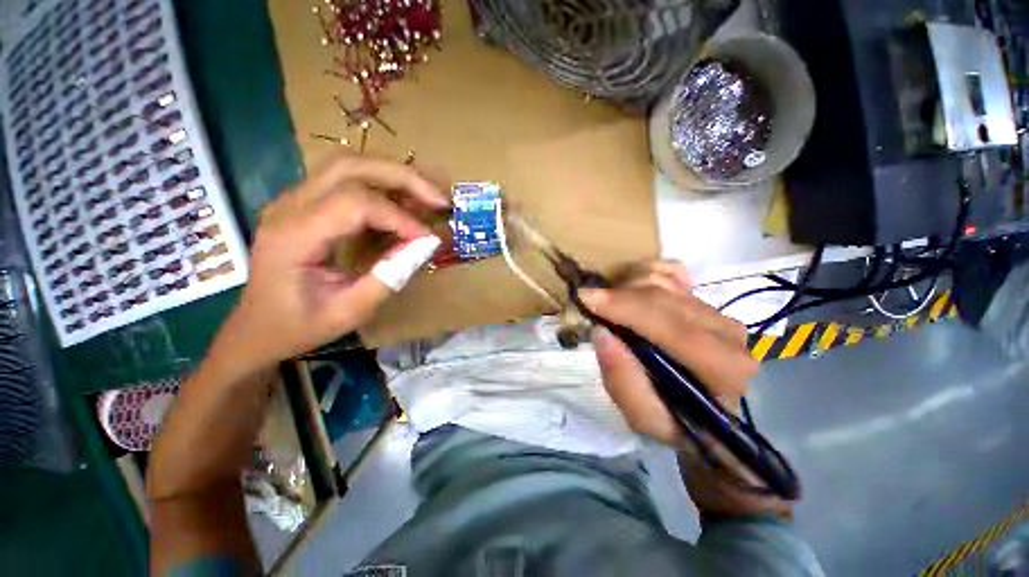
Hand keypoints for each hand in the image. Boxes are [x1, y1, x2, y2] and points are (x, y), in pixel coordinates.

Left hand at [214, 154, 447, 367]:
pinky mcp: (304, 204)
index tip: (427, 238)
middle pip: (350, 166)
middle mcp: (289, 207)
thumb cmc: (299, 326)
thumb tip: (426, 246)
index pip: (354, 203)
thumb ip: (389, 276)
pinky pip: (346, 181)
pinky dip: (381, 187)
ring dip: (393, 176)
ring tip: (426, 197)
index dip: (399, 217)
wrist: (257, 329)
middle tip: (438, 198)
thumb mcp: (350, 311)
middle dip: (402, 177)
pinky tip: (402, 204)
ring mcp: (293, 200)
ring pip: (348, 165)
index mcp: (294, 236)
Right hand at [582, 261, 753, 444]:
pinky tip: (631, 294)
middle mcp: (728, 332)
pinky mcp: (706, 298)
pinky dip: (642, 275)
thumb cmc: (675, 418)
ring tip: (612, 309)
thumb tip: (601, 332)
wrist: (701, 409)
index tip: (587, 299)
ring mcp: (717, 309)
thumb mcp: (644, 418)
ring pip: (662, 281)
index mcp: (723, 369)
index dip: (627, 308)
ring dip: (626, 288)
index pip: (674, 328)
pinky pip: (667, 271)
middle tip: (588, 303)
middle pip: (663, 296)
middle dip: (619, 296)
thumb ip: (623, 382)